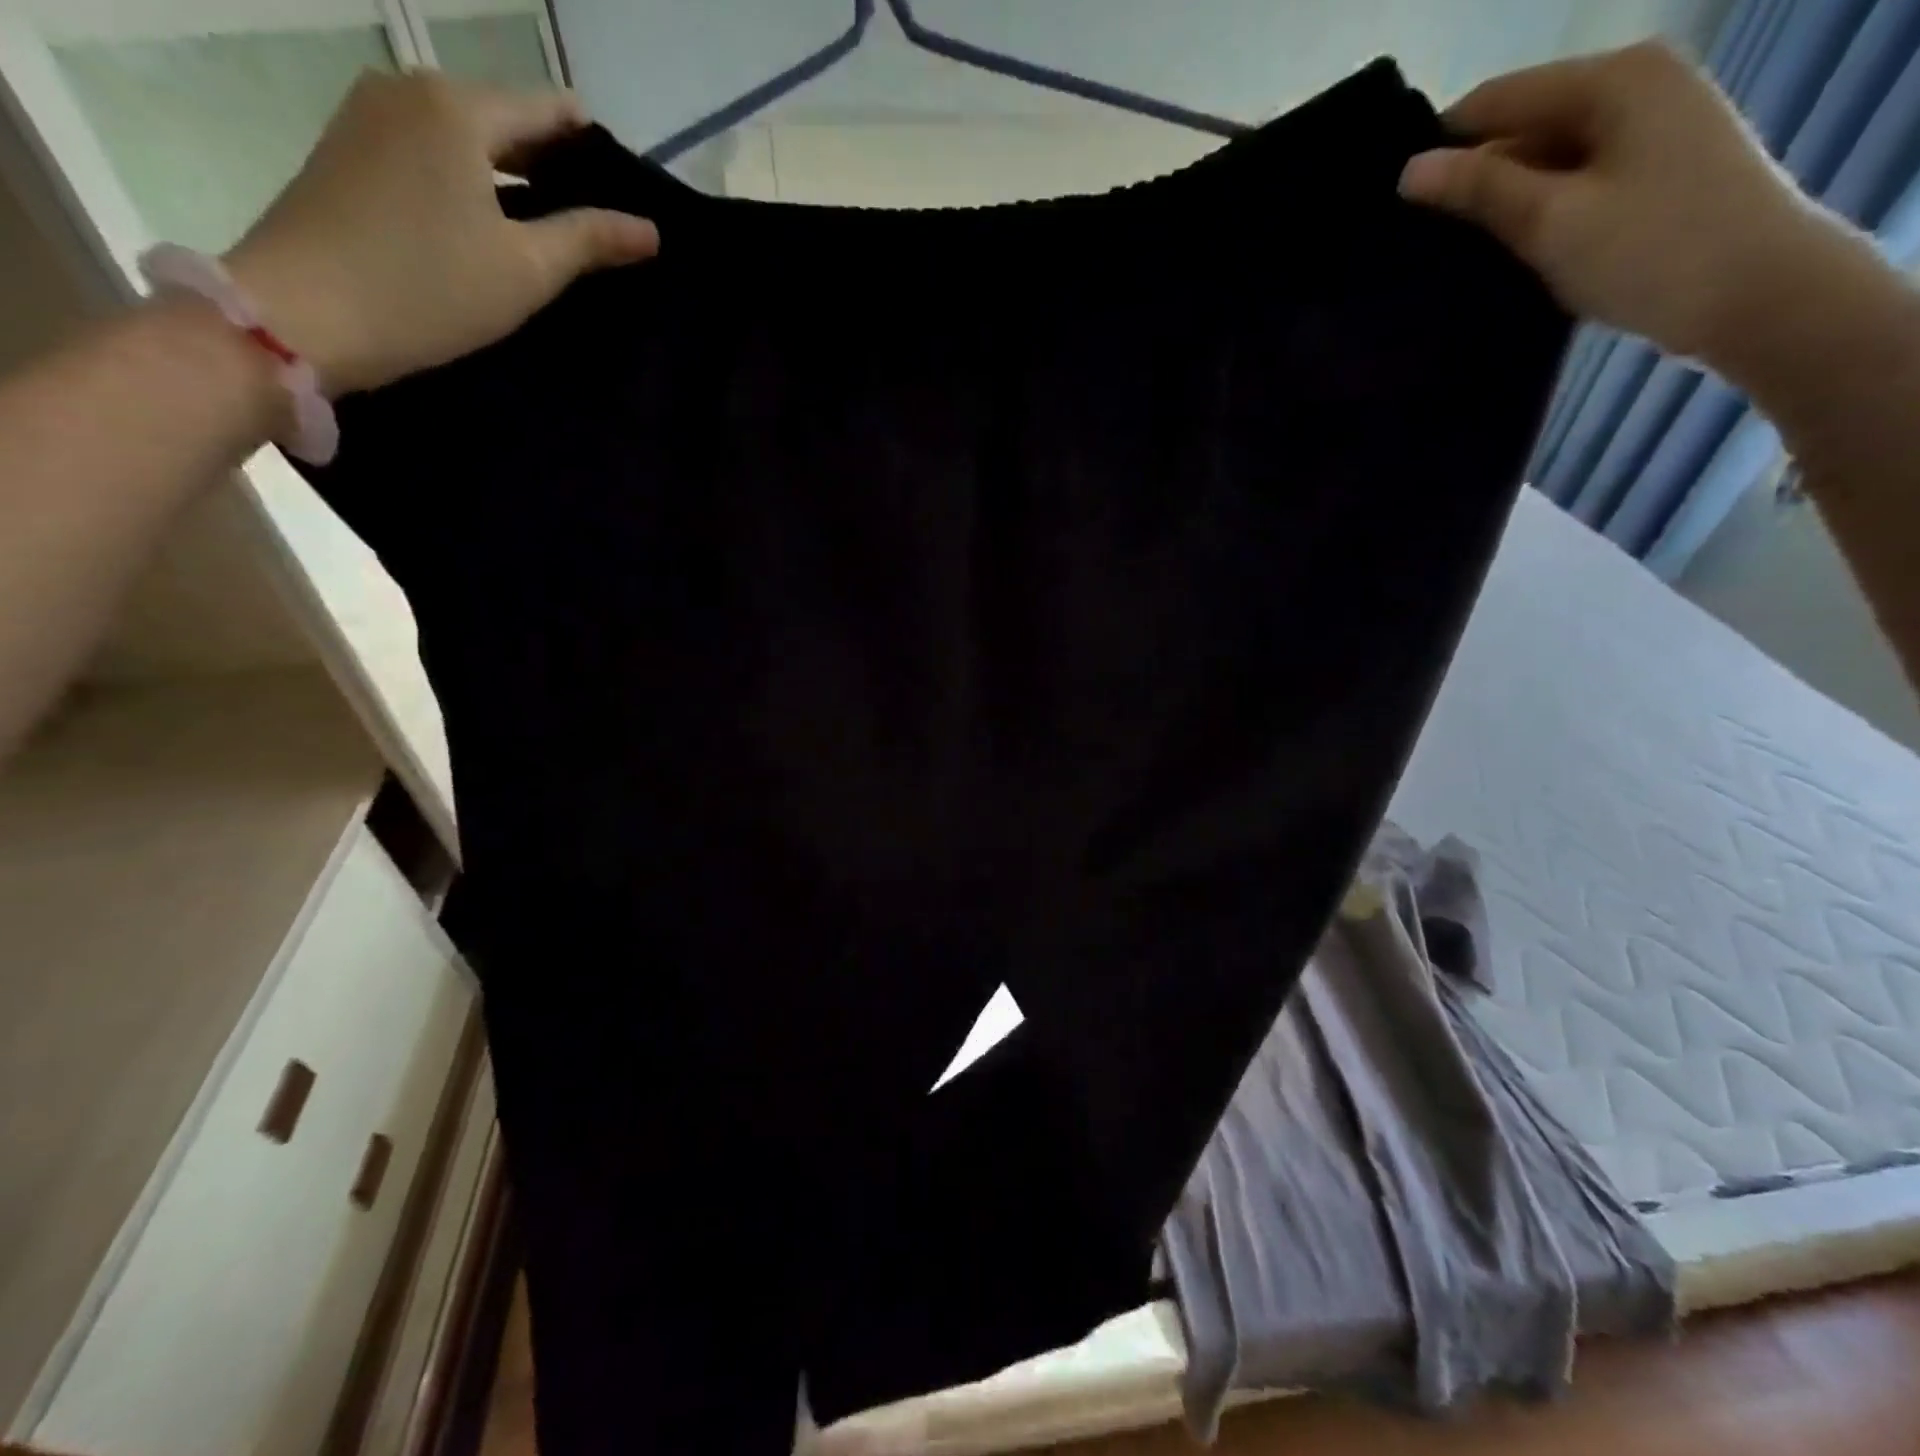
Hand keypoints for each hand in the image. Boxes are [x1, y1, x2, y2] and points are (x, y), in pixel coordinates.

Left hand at [225, 71, 657, 396]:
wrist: (305, 314)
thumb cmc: (431, 288)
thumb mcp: (527, 269)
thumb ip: (590, 240)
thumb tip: (650, 229)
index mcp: (458, 107)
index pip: (549, 109)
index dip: (594, 150)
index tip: (626, 193)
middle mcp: (408, 90)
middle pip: (504, 118)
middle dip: (554, 165)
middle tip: (597, 222)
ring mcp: (368, 116)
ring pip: (466, 138)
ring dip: (511, 177)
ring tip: (550, 231)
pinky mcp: (347, 151)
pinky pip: (429, 154)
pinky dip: (469, 182)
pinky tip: (491, 228)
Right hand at [1397, 41, 1854, 373]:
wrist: (1756, 294)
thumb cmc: (1649, 251)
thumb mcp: (1551, 220)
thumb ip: (1479, 190)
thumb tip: (1410, 171)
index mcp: (1612, 79)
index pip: (1494, 100)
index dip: (1440, 149)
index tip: (1393, 207)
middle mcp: (1635, 85)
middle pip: (1521, 127)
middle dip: (1470, 180)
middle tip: (1415, 243)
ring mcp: (1649, 127)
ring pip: (1544, 159)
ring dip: (1500, 203)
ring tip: (1452, 255)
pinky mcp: (1652, 170)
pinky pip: (1571, 181)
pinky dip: (1535, 213)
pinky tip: (1506, 253)